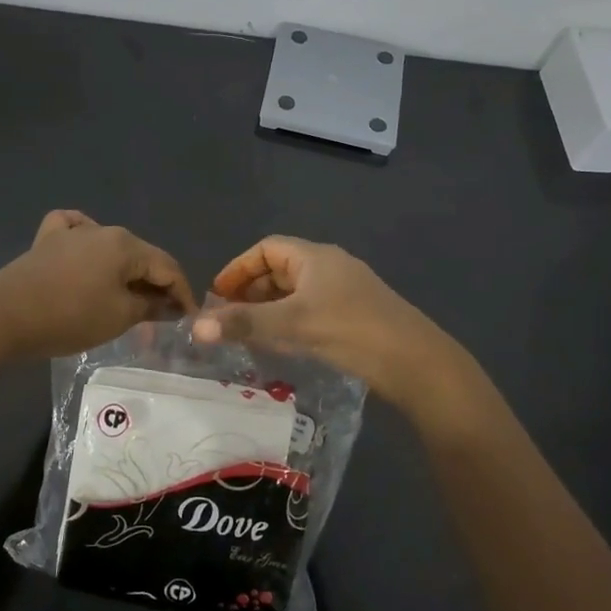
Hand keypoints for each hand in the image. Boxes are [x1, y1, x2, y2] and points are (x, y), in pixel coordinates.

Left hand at [0, 211, 195, 359]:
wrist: (4, 317)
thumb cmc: (70, 317)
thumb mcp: (119, 317)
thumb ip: (151, 306)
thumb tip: (170, 305)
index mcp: (126, 244)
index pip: (167, 267)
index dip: (183, 294)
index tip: (188, 318)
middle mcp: (103, 229)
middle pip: (140, 256)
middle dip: (154, 284)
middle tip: (161, 315)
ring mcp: (71, 232)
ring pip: (111, 247)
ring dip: (125, 271)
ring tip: (128, 296)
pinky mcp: (46, 241)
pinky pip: (74, 231)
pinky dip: (86, 241)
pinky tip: (85, 250)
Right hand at [191, 237, 452, 404]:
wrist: (415, 361)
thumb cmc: (350, 331)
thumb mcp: (292, 325)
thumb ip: (244, 323)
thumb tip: (195, 325)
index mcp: (315, 257)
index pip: (266, 249)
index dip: (238, 268)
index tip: (217, 295)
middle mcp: (330, 266)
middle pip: (280, 269)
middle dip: (250, 291)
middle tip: (227, 318)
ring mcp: (346, 291)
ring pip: (296, 292)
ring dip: (269, 309)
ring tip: (247, 333)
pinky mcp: (356, 315)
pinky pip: (311, 310)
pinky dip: (289, 321)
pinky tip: (283, 345)